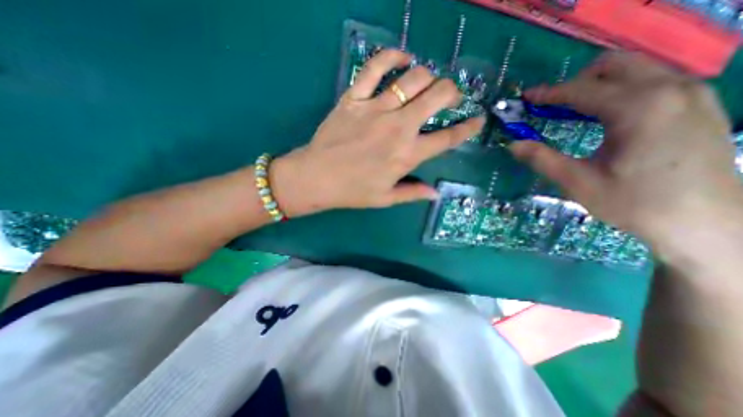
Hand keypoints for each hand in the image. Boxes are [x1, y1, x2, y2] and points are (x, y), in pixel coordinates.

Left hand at [270, 48, 485, 215]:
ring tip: (427, 84)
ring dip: (428, 77)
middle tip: (449, 98)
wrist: (316, 177)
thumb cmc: (353, 191)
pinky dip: (392, 56)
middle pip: (437, 97)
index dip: (468, 128)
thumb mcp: (386, 198)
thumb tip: (436, 193)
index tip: (477, 121)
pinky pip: (375, 67)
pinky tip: (403, 59)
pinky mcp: (354, 97)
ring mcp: (376, 108)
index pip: (447, 138)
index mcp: (407, 155)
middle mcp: (398, 127)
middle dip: (451, 93)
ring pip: (413, 78)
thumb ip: (413, 193)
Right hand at [512, 51, 741, 253]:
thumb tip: (512, 145)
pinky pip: (653, 80)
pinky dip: (621, 90)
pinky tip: (607, 116)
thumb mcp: (578, 182)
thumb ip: (542, 159)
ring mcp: (692, 93)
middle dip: (576, 81)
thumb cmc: (634, 203)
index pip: (581, 90)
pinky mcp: (700, 103)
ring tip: (574, 111)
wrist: (705, 223)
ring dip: (598, 85)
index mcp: (638, 109)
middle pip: (613, 65)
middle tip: (553, 105)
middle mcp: (670, 89)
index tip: (526, 97)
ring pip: (636, 68)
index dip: (548, 93)